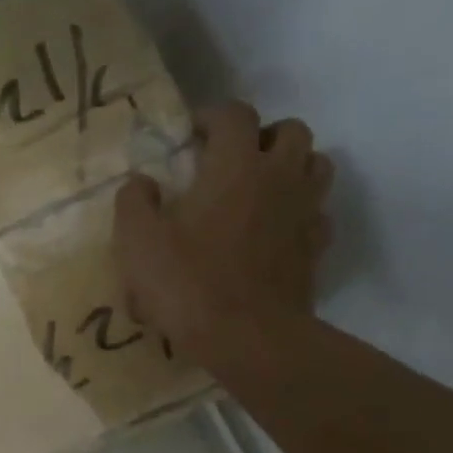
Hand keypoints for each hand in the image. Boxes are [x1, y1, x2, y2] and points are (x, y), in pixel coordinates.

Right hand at [114, 103, 334, 367]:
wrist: (247, 338)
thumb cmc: (188, 285)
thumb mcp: (138, 243)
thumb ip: (134, 203)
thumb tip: (141, 183)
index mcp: (236, 165)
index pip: (234, 114)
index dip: (212, 116)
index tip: (191, 134)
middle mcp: (280, 176)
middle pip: (291, 130)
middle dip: (262, 136)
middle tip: (234, 160)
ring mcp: (305, 212)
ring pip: (316, 165)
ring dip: (292, 167)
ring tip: (263, 189)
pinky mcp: (316, 248)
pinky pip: (318, 213)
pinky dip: (301, 211)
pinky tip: (278, 230)